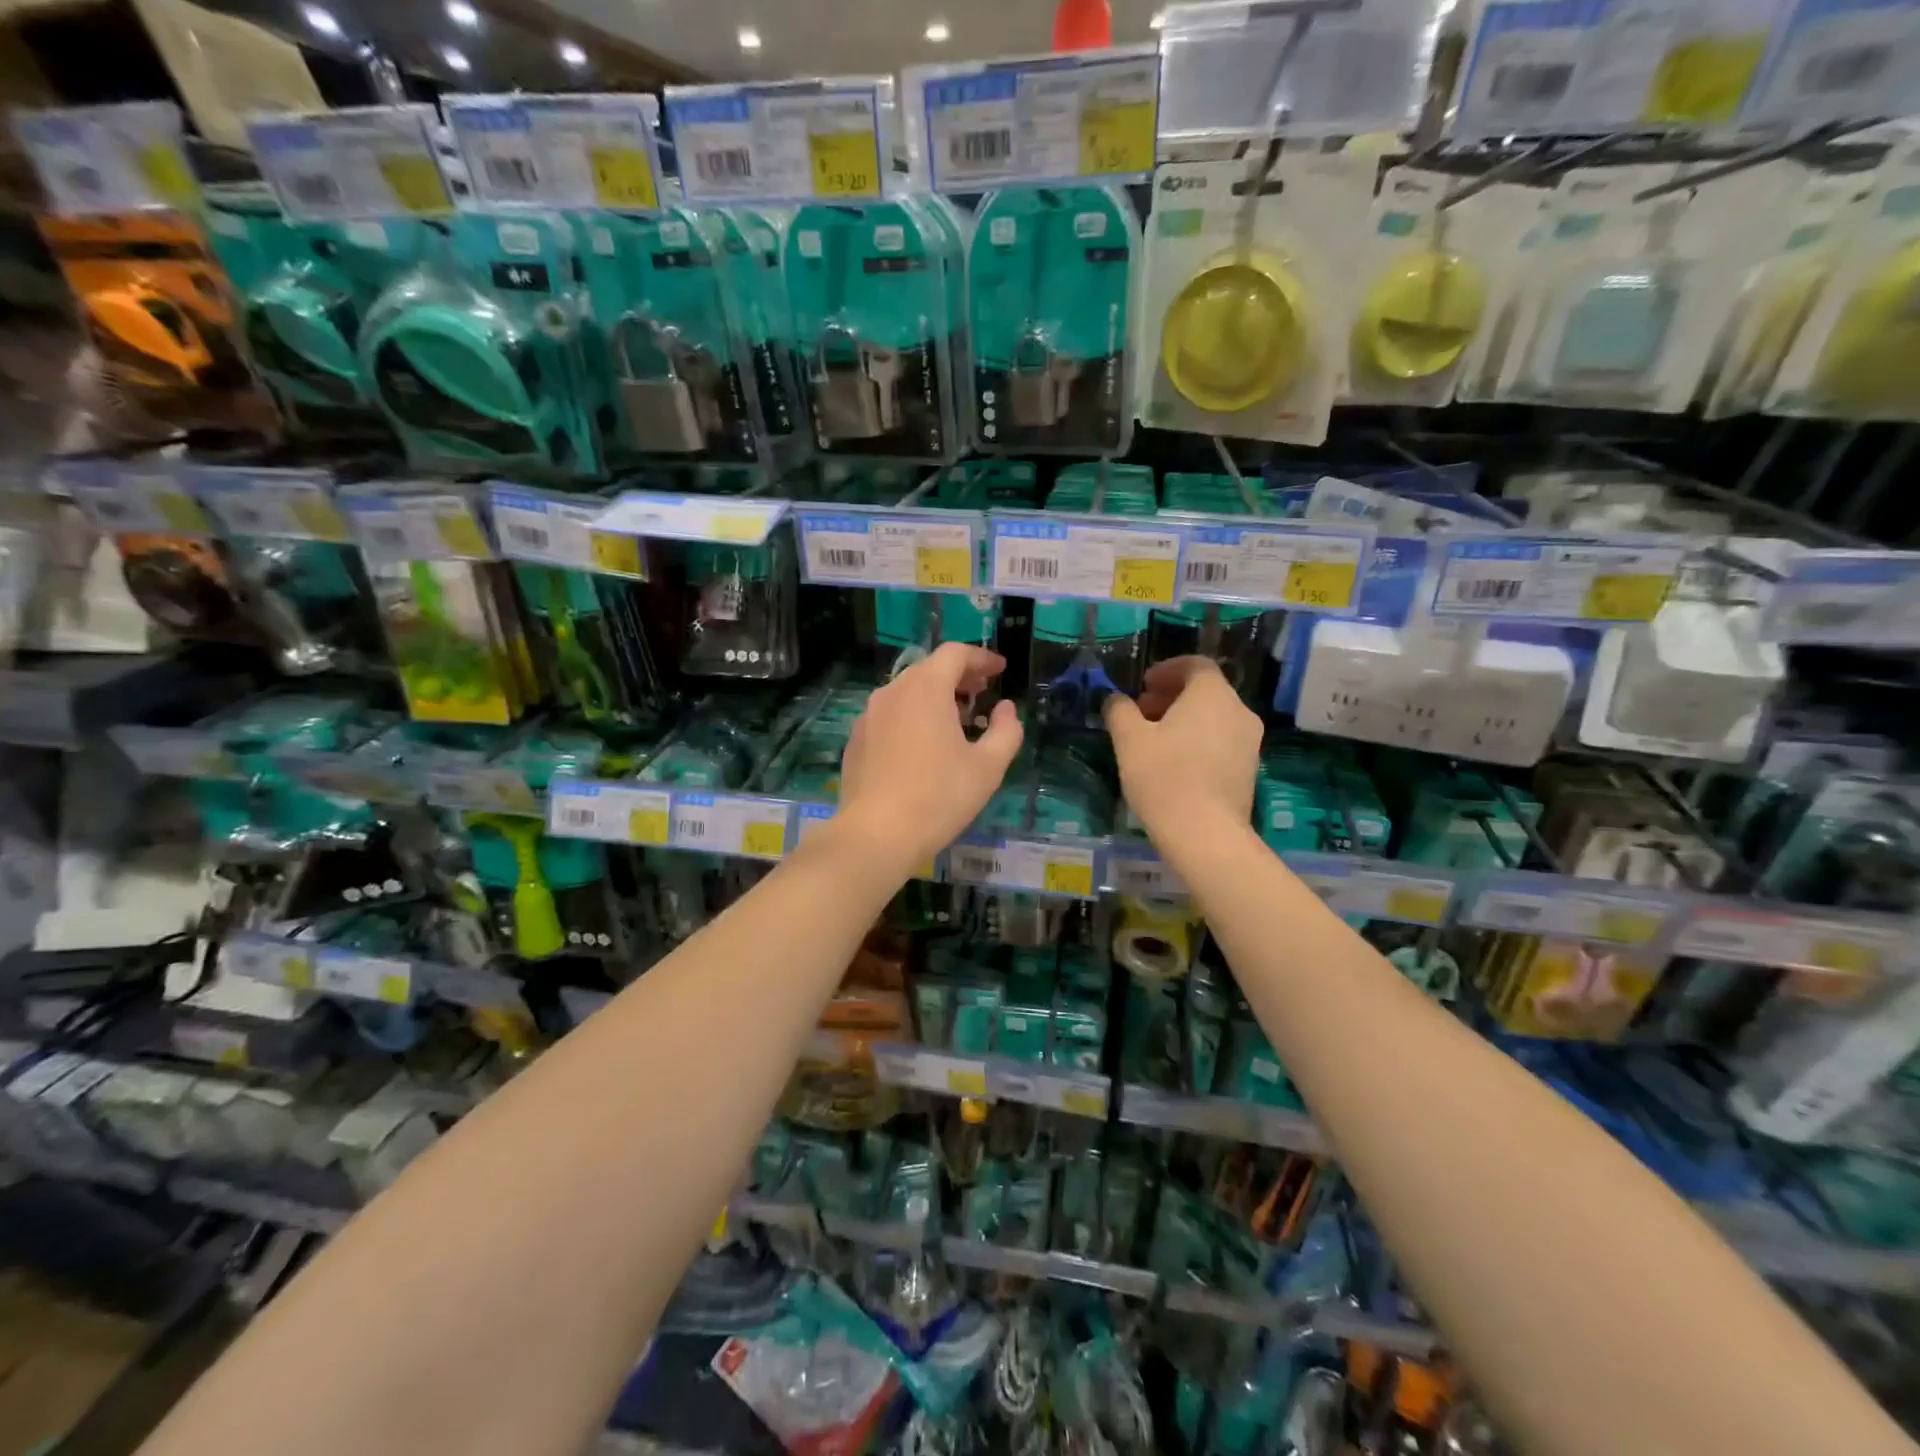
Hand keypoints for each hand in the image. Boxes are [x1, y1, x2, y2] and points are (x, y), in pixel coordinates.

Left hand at [835, 643, 1022, 867]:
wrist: (876, 834)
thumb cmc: (939, 796)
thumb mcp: (988, 767)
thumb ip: (1006, 731)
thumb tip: (1006, 709)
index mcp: (925, 688)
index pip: (955, 654)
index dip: (981, 658)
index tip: (1000, 670)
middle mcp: (892, 691)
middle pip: (929, 669)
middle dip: (958, 676)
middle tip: (981, 693)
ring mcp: (868, 715)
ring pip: (906, 692)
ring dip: (934, 696)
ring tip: (955, 720)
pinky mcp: (856, 740)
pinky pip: (889, 715)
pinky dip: (912, 716)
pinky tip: (922, 746)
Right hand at [1104, 656, 1260, 842]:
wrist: (1205, 834)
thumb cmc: (1164, 777)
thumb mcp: (1129, 740)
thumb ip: (1120, 711)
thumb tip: (1116, 700)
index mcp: (1212, 694)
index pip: (1195, 665)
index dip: (1167, 670)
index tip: (1143, 685)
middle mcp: (1239, 711)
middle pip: (1206, 691)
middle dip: (1172, 696)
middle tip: (1142, 712)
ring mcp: (1249, 742)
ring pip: (1215, 718)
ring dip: (1185, 720)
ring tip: (1155, 740)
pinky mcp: (1249, 770)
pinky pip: (1222, 741)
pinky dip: (1199, 741)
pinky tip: (1175, 764)